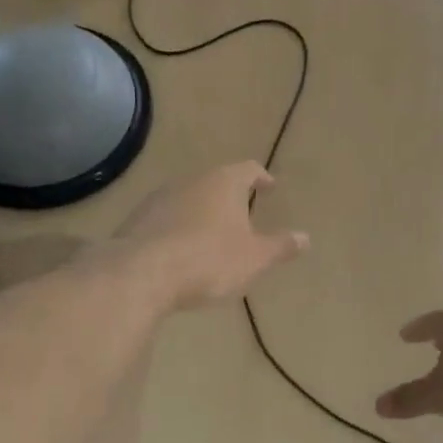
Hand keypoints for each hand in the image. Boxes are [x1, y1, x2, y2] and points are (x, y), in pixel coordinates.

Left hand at [113, 162, 308, 310]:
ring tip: (211, 234)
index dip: (261, 178)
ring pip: (188, 197)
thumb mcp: (254, 258)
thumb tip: (306, 237)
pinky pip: (165, 218)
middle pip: (216, 181)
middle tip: (242, 213)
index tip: (269, 187)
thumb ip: (280, 246)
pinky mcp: (136, 218)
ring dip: (201, 211)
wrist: (140, 273)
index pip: (248, 169)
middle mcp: (191, 180)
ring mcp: (159, 197)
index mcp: (224, 182)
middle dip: (229, 196)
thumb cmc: (208, 260)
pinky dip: (177, 227)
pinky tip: (180, 249)